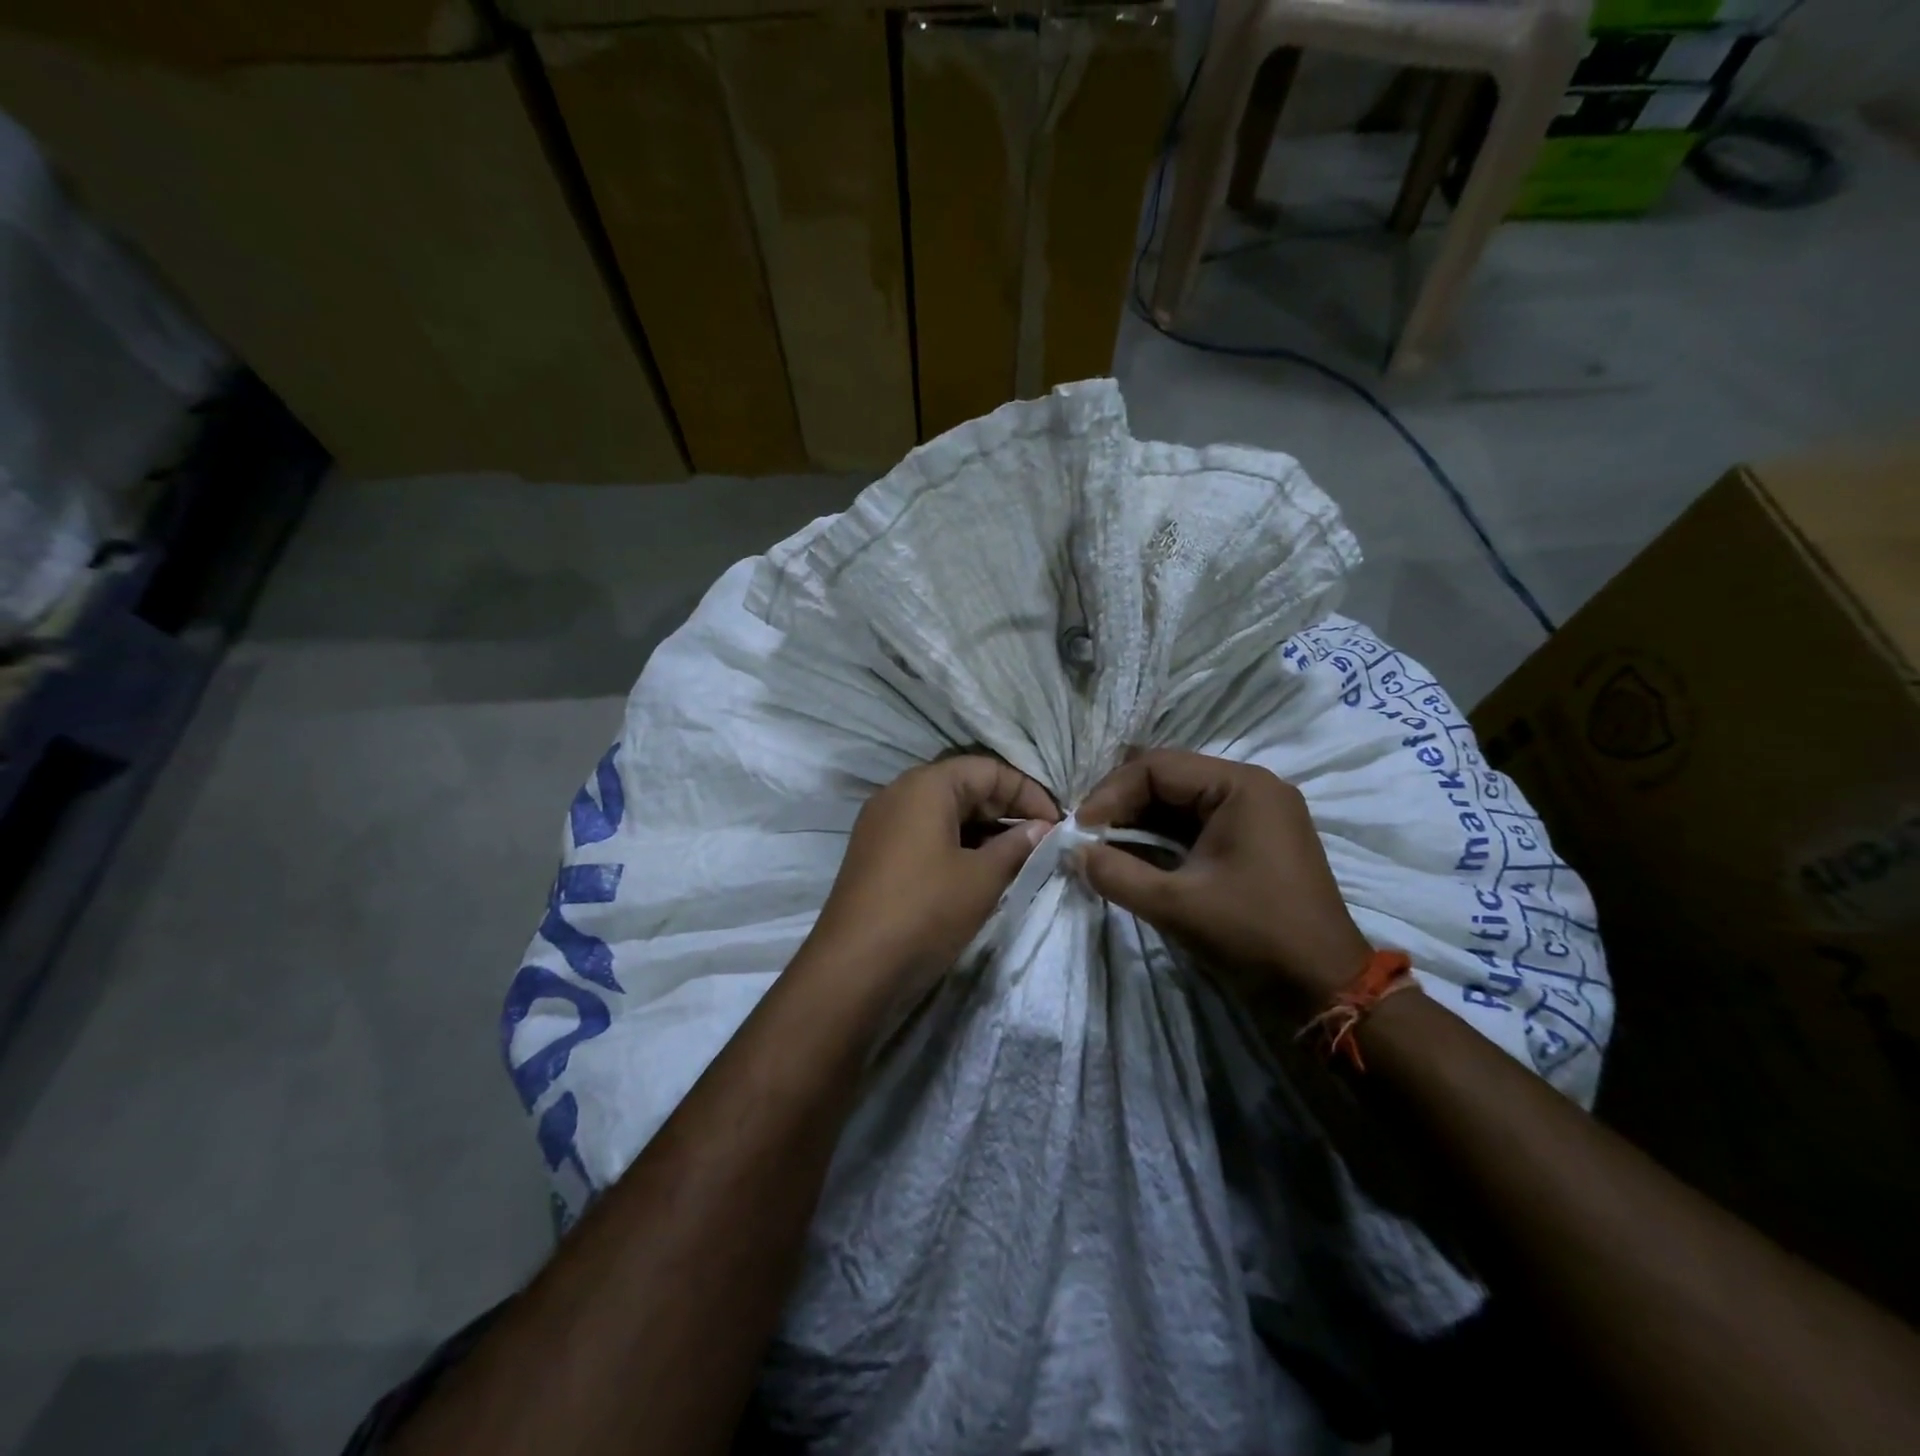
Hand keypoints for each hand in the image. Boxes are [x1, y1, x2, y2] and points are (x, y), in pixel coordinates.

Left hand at [802, 756, 1057, 1010]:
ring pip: (944, 812)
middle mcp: (899, 793)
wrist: (854, 966)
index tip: (1056, 824)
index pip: (988, 769)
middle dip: (1006, 810)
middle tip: (1040, 842)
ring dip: (983, 830)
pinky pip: (925, 834)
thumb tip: (1043, 828)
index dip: (1028, 792)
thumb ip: (1018, 845)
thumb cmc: (925, 910)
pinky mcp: (876, 853)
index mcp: (925, 785)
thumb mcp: (983, 878)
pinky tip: (979, 872)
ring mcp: (882, 823)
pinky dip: (956, 845)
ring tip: (1016, 859)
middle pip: (964, 786)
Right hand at [1075, 749, 1369, 1005]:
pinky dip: (1163, 835)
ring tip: (1104, 845)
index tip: (1079, 829)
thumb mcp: (1175, 905)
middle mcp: (1252, 786)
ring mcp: (1258, 811)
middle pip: (1169, 777)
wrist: (1325, 986)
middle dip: (1122, 804)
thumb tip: (1073, 852)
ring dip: (1140, 820)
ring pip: (1181, 799)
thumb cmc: (1253, 935)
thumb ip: (1116, 873)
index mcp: (1240, 786)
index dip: (1110, 793)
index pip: (1156, 767)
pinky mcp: (1256, 837)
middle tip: (1087, 835)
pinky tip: (1136, 854)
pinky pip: (1198, 821)